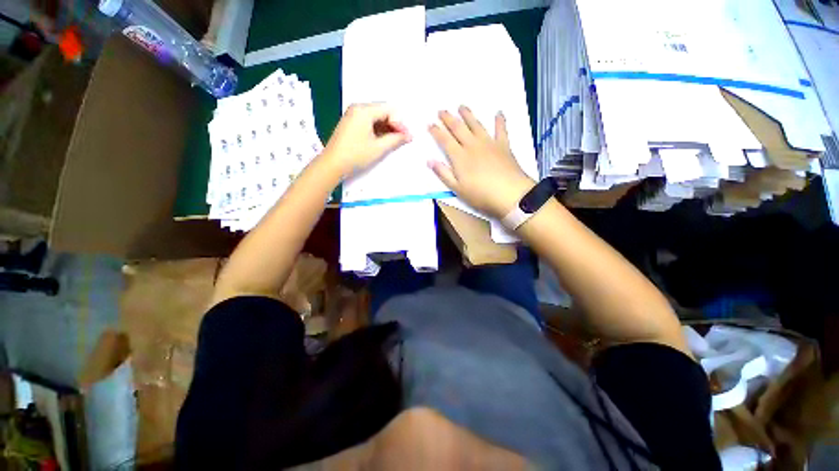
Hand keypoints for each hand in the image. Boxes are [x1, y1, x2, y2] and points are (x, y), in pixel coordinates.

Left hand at [321, 103, 410, 177]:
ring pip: (376, 117)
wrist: (333, 164)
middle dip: (394, 125)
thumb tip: (408, 136)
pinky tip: (383, 141)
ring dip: (387, 128)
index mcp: (364, 110)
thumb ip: (395, 140)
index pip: (389, 109)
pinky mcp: (351, 123)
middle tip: (402, 139)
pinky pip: (368, 122)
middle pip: (383, 111)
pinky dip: (378, 130)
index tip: (405, 137)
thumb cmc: (355, 155)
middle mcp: (357, 108)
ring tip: (394, 142)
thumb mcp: (379, 148)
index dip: (400, 123)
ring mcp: (353, 115)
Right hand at [429, 107, 534, 218]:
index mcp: (460, 157)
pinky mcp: (503, 145)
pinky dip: (499, 121)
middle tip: (441, 110)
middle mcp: (472, 145)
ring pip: (476, 125)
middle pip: (458, 128)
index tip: (429, 123)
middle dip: (448, 119)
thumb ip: (443, 173)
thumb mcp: (457, 189)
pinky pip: (501, 129)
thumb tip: (429, 160)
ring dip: (468, 115)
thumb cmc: (480, 194)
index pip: (445, 140)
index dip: (436, 131)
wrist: (509, 194)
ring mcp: (489, 143)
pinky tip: (498, 113)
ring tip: (461, 106)